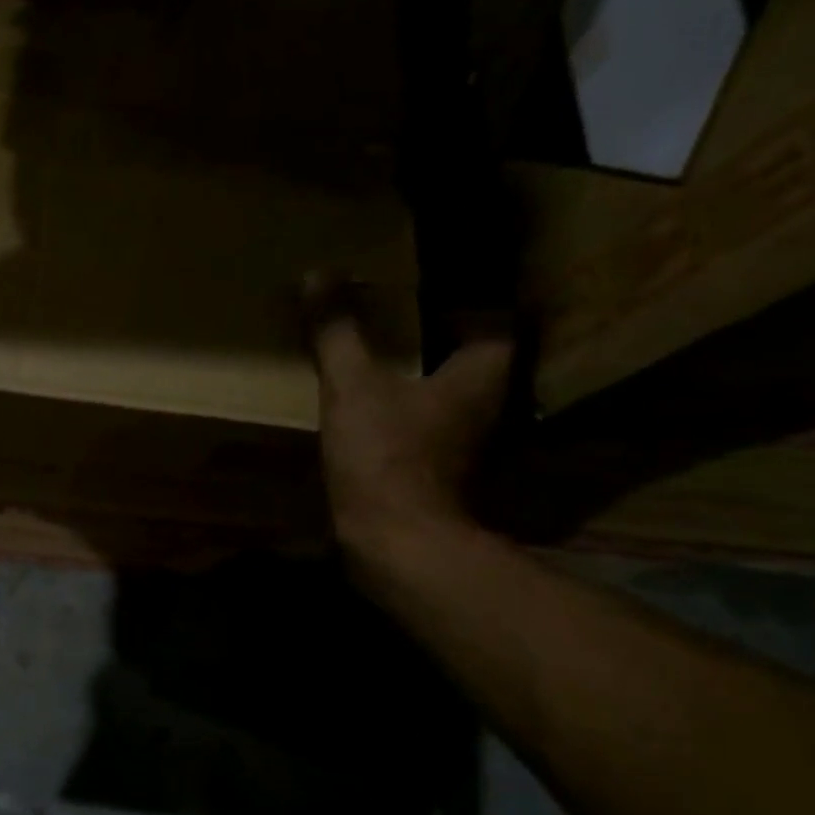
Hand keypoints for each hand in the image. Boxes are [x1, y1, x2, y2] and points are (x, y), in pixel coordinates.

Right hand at [306, 276, 514, 558]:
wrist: (396, 541)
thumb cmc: (386, 454)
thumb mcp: (352, 385)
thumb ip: (338, 331)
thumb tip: (318, 274)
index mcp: (481, 374)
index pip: (497, 321)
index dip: (470, 300)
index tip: (433, 286)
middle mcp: (488, 406)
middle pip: (476, 359)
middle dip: (444, 337)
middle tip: (403, 313)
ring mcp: (468, 444)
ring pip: (454, 395)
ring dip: (428, 376)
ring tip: (386, 355)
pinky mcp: (442, 472)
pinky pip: (433, 426)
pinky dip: (413, 412)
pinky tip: (377, 408)